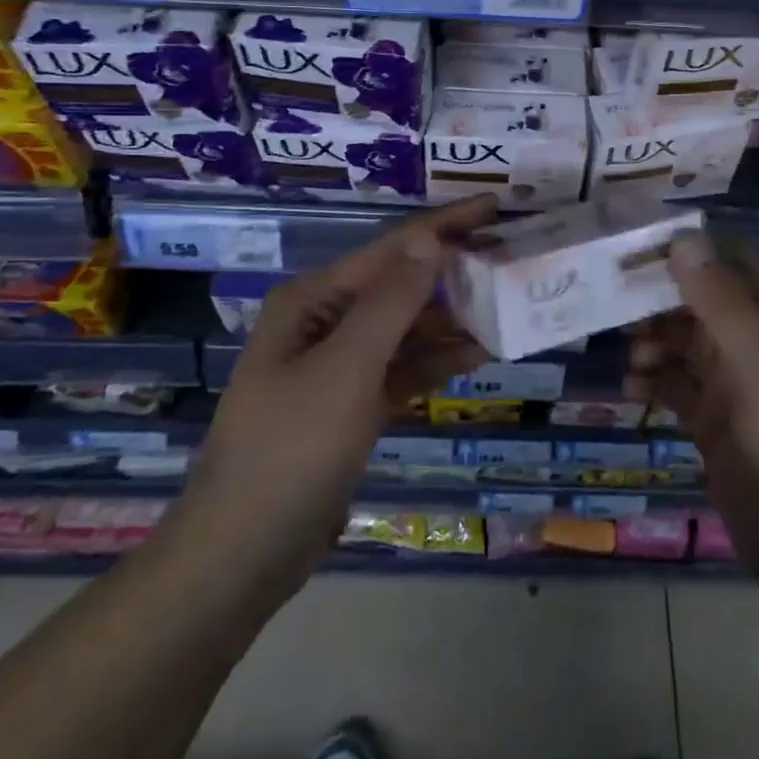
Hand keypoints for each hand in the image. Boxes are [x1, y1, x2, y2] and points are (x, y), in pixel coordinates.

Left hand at [172, 196, 499, 606]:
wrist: (244, 551)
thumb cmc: (291, 449)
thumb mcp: (346, 369)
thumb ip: (392, 302)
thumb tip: (430, 237)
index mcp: (315, 299)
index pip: (392, 248)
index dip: (445, 225)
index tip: (496, 207)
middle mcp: (326, 321)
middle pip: (401, 284)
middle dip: (454, 272)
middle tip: (513, 259)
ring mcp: (339, 364)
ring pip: (406, 328)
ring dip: (452, 319)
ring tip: (508, 305)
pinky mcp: (352, 404)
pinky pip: (403, 368)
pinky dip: (437, 361)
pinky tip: (479, 354)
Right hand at [627, 232, 758, 589]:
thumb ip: (724, 306)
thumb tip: (683, 240)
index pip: (730, 264)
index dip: (687, 253)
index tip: (635, 252)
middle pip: (700, 302)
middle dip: (660, 303)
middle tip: (616, 308)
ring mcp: (737, 382)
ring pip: (683, 342)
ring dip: (653, 343)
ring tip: (633, 360)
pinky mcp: (715, 419)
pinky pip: (676, 384)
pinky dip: (654, 381)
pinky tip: (635, 390)